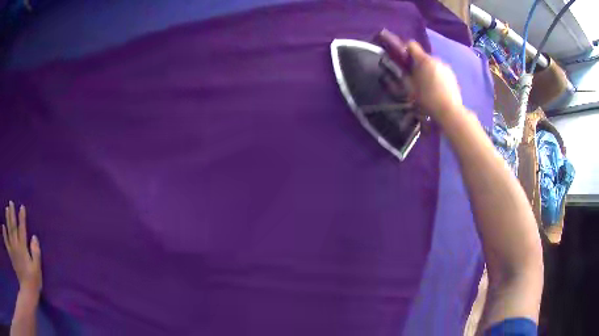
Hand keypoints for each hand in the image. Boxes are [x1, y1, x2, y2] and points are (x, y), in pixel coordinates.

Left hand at [2, 201, 41, 294]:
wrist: (27, 291)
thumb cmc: (33, 282)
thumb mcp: (37, 271)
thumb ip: (36, 254)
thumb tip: (34, 238)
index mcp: (23, 249)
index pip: (22, 230)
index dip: (22, 218)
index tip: (22, 207)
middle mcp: (16, 245)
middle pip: (13, 227)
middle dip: (12, 214)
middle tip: (10, 203)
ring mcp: (12, 249)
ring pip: (9, 230)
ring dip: (7, 219)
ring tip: (6, 209)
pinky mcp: (11, 254)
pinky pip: (7, 240)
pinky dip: (5, 232)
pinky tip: (4, 226)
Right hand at [378, 29, 463, 123]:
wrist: (450, 112)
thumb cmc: (428, 100)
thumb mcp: (411, 89)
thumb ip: (406, 76)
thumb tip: (403, 70)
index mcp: (424, 60)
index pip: (412, 45)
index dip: (406, 50)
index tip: (404, 60)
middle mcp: (436, 59)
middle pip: (424, 57)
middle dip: (419, 65)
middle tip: (416, 79)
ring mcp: (446, 68)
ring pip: (434, 66)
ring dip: (429, 72)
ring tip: (428, 87)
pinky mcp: (453, 77)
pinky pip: (442, 73)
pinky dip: (438, 78)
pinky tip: (438, 91)